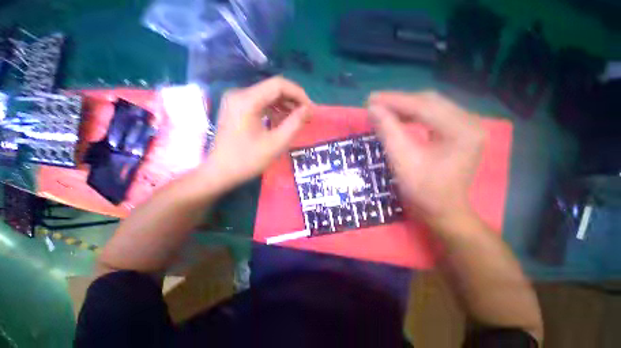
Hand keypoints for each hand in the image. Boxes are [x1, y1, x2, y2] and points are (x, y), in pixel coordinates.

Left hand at [207, 77, 312, 189]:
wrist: (220, 172)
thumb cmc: (248, 160)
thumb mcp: (276, 143)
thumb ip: (294, 124)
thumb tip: (308, 109)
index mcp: (247, 100)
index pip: (279, 85)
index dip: (299, 94)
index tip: (310, 109)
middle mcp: (239, 94)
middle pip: (272, 88)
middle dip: (293, 100)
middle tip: (306, 115)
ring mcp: (236, 100)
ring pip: (267, 95)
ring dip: (285, 105)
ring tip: (298, 118)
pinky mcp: (236, 108)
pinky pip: (260, 103)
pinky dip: (274, 109)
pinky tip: (283, 120)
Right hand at [367, 91, 484, 226]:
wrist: (442, 211)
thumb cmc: (424, 191)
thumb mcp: (402, 161)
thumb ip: (388, 132)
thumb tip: (373, 109)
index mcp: (462, 130)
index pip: (424, 106)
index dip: (394, 101)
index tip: (371, 98)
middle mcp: (469, 122)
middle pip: (429, 102)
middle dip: (399, 102)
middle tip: (374, 104)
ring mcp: (466, 127)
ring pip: (431, 107)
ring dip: (405, 108)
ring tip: (383, 110)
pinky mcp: (458, 133)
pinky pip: (433, 116)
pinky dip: (413, 116)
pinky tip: (399, 119)